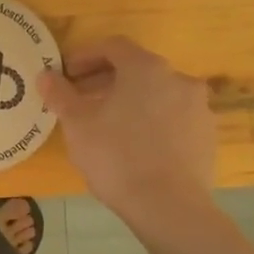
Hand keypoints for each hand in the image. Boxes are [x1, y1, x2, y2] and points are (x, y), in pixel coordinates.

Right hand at [39, 37, 215, 221]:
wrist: (169, 207)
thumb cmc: (117, 156)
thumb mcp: (77, 124)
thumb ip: (60, 94)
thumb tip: (45, 75)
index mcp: (146, 68)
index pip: (113, 47)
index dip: (85, 56)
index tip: (66, 74)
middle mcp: (178, 79)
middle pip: (137, 70)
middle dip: (106, 80)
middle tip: (81, 100)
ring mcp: (198, 109)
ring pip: (157, 95)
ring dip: (131, 102)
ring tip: (107, 125)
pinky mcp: (207, 137)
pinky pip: (173, 120)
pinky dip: (152, 123)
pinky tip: (135, 146)